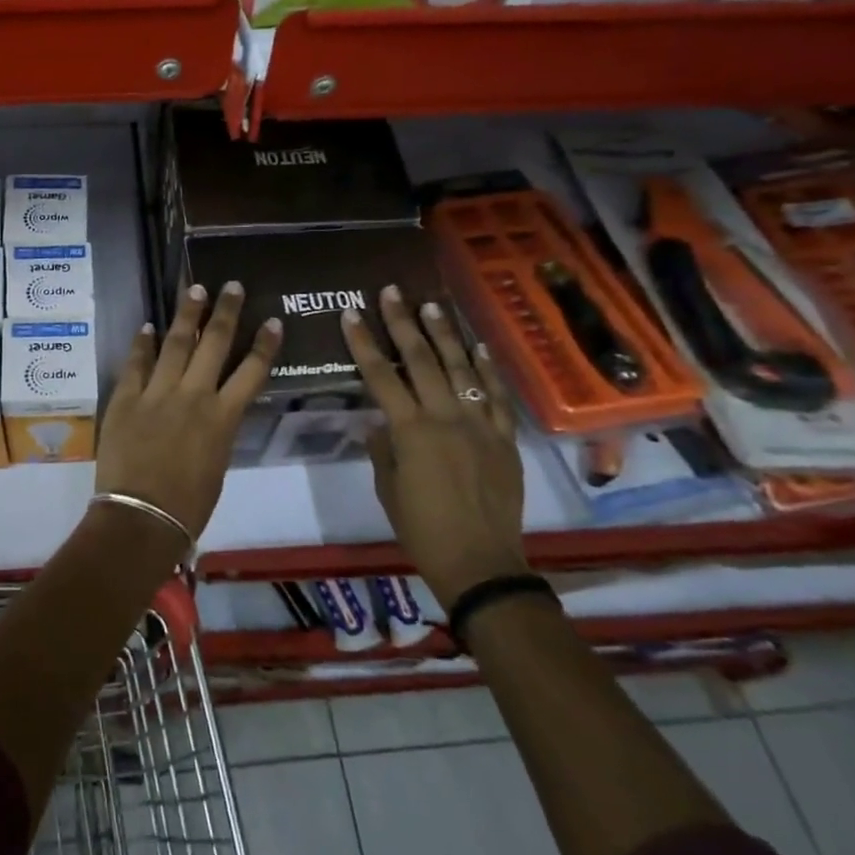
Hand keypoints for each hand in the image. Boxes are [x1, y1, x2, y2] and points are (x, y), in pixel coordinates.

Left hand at [94, 282, 282, 537]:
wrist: (141, 516)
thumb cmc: (188, 505)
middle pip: (214, 344)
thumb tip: (213, 412)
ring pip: (175, 344)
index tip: (272, 321)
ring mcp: (157, 393)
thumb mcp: (217, 465)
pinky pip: (135, 364)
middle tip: (231, 285)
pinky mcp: (126, 398)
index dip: (264, 345)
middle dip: (225, 312)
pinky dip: (142, 345)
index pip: (252, 372)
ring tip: (194, 289)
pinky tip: (147, 327)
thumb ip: (217, 431)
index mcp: (223, 418)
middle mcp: (193, 396)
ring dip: (186, 315)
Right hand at [342, 287, 526, 606]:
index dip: (363, 342)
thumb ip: (383, 449)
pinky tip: (477, 347)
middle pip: (421, 360)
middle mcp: (445, 418)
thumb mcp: (388, 489)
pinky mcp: (503, 438)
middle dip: (403, 323)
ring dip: (444, 335)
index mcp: (411, 431)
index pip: (380, 376)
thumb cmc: (422, 529)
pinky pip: (495, 396)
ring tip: (431, 305)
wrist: (481, 562)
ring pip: (460, 369)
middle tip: (392, 292)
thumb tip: (381, 423)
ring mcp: (479, 425)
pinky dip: (486, 369)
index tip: (351, 313)